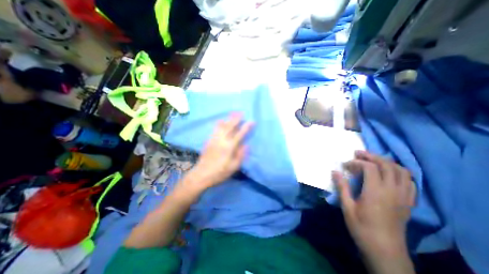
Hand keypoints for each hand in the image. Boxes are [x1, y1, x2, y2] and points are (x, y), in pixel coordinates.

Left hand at [184, 114, 251, 191]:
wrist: (202, 174)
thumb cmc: (220, 172)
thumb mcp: (234, 167)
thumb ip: (240, 155)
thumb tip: (246, 145)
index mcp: (229, 147)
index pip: (240, 134)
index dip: (247, 127)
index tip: (252, 121)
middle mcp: (222, 140)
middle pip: (230, 127)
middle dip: (236, 119)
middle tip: (241, 112)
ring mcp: (214, 139)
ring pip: (222, 126)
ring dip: (228, 119)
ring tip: (233, 113)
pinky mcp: (209, 141)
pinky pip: (215, 129)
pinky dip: (219, 124)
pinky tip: (221, 121)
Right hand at [337, 151, 415, 255]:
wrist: (385, 250)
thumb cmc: (362, 227)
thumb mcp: (347, 207)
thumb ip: (342, 187)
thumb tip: (335, 171)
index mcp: (376, 192)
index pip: (369, 168)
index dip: (356, 162)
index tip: (345, 165)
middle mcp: (392, 191)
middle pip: (387, 165)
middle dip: (371, 156)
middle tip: (358, 153)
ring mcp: (403, 196)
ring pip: (401, 171)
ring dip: (387, 162)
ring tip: (373, 160)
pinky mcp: (408, 202)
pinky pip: (409, 182)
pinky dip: (399, 173)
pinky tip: (389, 174)